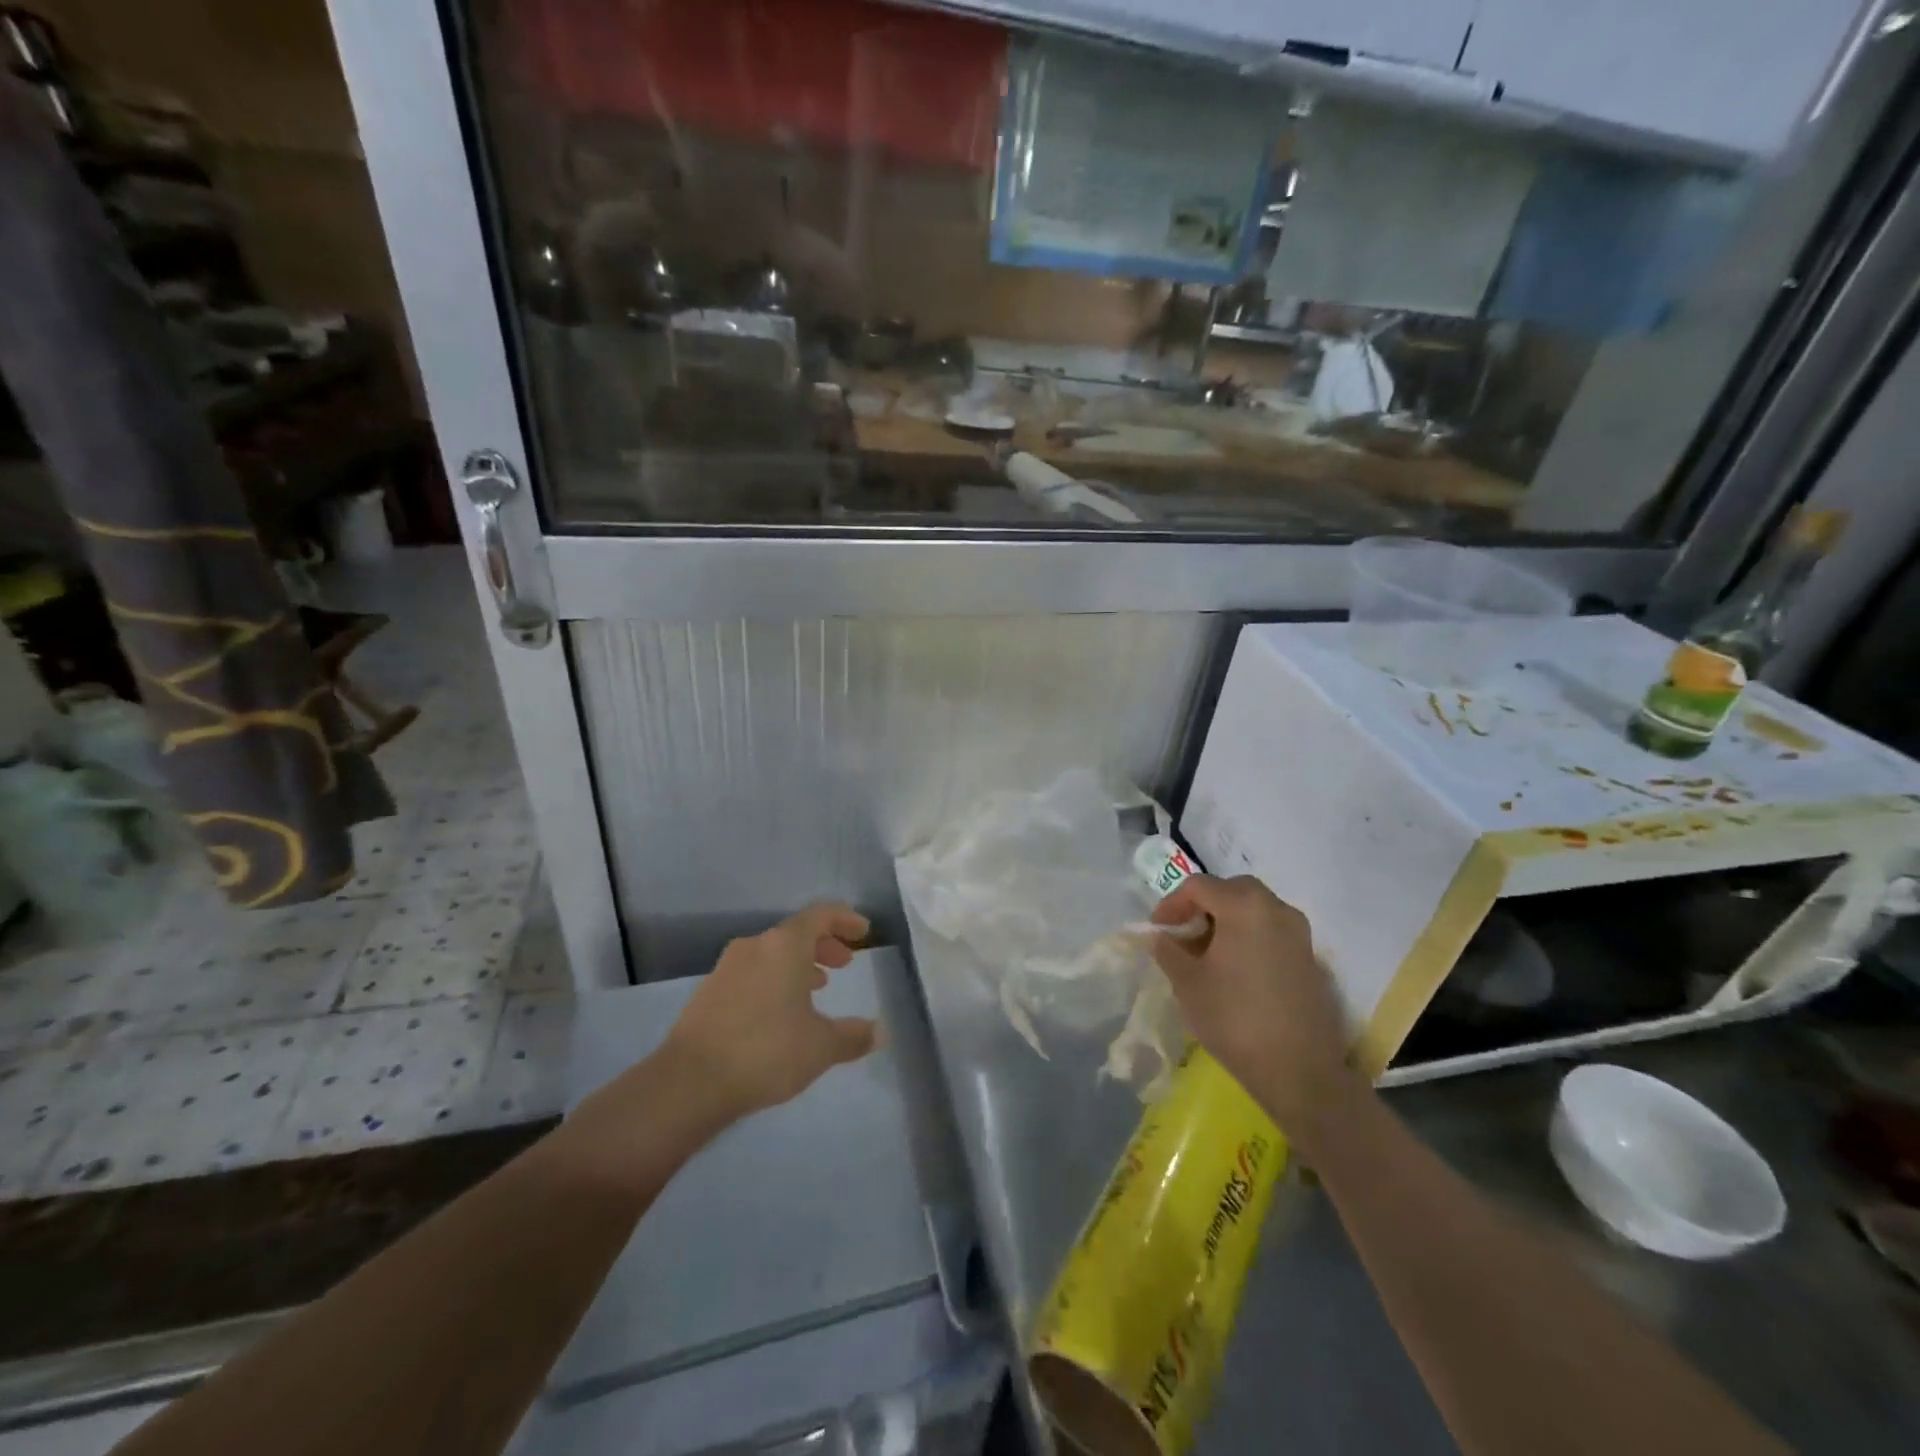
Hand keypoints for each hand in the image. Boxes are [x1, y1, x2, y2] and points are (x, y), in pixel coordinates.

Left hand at [664, 903, 878, 1119]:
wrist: (689, 1082)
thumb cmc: (766, 1051)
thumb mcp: (820, 1047)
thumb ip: (853, 1036)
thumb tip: (881, 1032)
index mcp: (784, 945)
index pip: (820, 915)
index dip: (845, 919)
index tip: (863, 932)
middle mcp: (754, 946)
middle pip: (795, 933)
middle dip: (823, 944)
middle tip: (843, 964)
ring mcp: (726, 968)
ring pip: (771, 954)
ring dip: (797, 964)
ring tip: (815, 988)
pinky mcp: (708, 993)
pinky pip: (751, 973)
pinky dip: (773, 981)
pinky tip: (779, 1013)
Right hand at [1149, 875, 1354, 1128]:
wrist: (1299, 1070)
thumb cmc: (1234, 1018)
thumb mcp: (1187, 983)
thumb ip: (1167, 950)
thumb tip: (1157, 936)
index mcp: (1244, 906)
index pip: (1198, 886)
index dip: (1171, 904)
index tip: (1157, 931)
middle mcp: (1276, 908)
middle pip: (1231, 890)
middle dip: (1202, 907)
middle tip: (1182, 935)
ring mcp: (1299, 933)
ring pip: (1254, 910)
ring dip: (1227, 921)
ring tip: (1206, 954)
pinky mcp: (1310, 958)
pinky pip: (1272, 931)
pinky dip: (1249, 937)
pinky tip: (1235, 970)